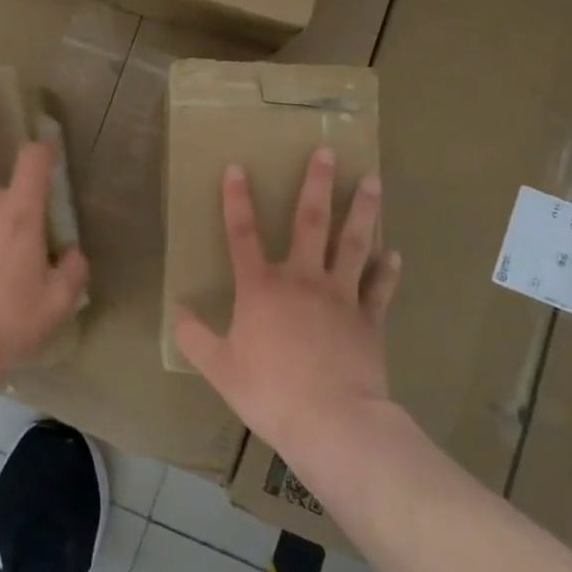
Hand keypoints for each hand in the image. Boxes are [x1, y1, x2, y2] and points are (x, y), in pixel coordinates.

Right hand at [174, 147, 401, 456]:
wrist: (332, 420)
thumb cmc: (270, 391)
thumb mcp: (220, 368)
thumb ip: (195, 337)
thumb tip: (178, 313)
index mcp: (261, 287)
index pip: (242, 234)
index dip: (236, 199)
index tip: (237, 166)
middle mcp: (301, 279)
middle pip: (309, 221)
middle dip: (316, 183)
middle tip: (326, 151)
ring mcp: (340, 295)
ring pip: (352, 242)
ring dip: (362, 210)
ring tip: (372, 180)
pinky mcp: (369, 319)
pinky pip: (380, 288)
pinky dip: (387, 270)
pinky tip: (394, 253)